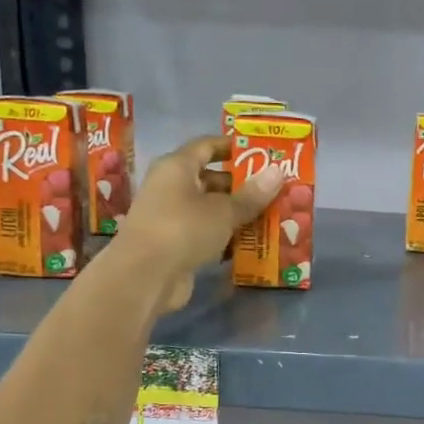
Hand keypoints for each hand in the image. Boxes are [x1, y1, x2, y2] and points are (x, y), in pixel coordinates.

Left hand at [109, 135, 283, 312]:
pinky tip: (252, 244)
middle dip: (242, 185)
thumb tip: (279, 171)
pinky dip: (226, 237)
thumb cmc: (183, 229)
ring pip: (210, 209)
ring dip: (237, 214)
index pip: (207, 146)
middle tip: (276, 190)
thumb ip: (252, 194)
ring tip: (272, 217)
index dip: (233, 147)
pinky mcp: (174, 245)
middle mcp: (170, 187)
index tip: (262, 153)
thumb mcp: (224, 211)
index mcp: (177, 167)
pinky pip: (205, 234)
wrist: (144, 277)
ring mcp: (171, 217)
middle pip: (210, 179)